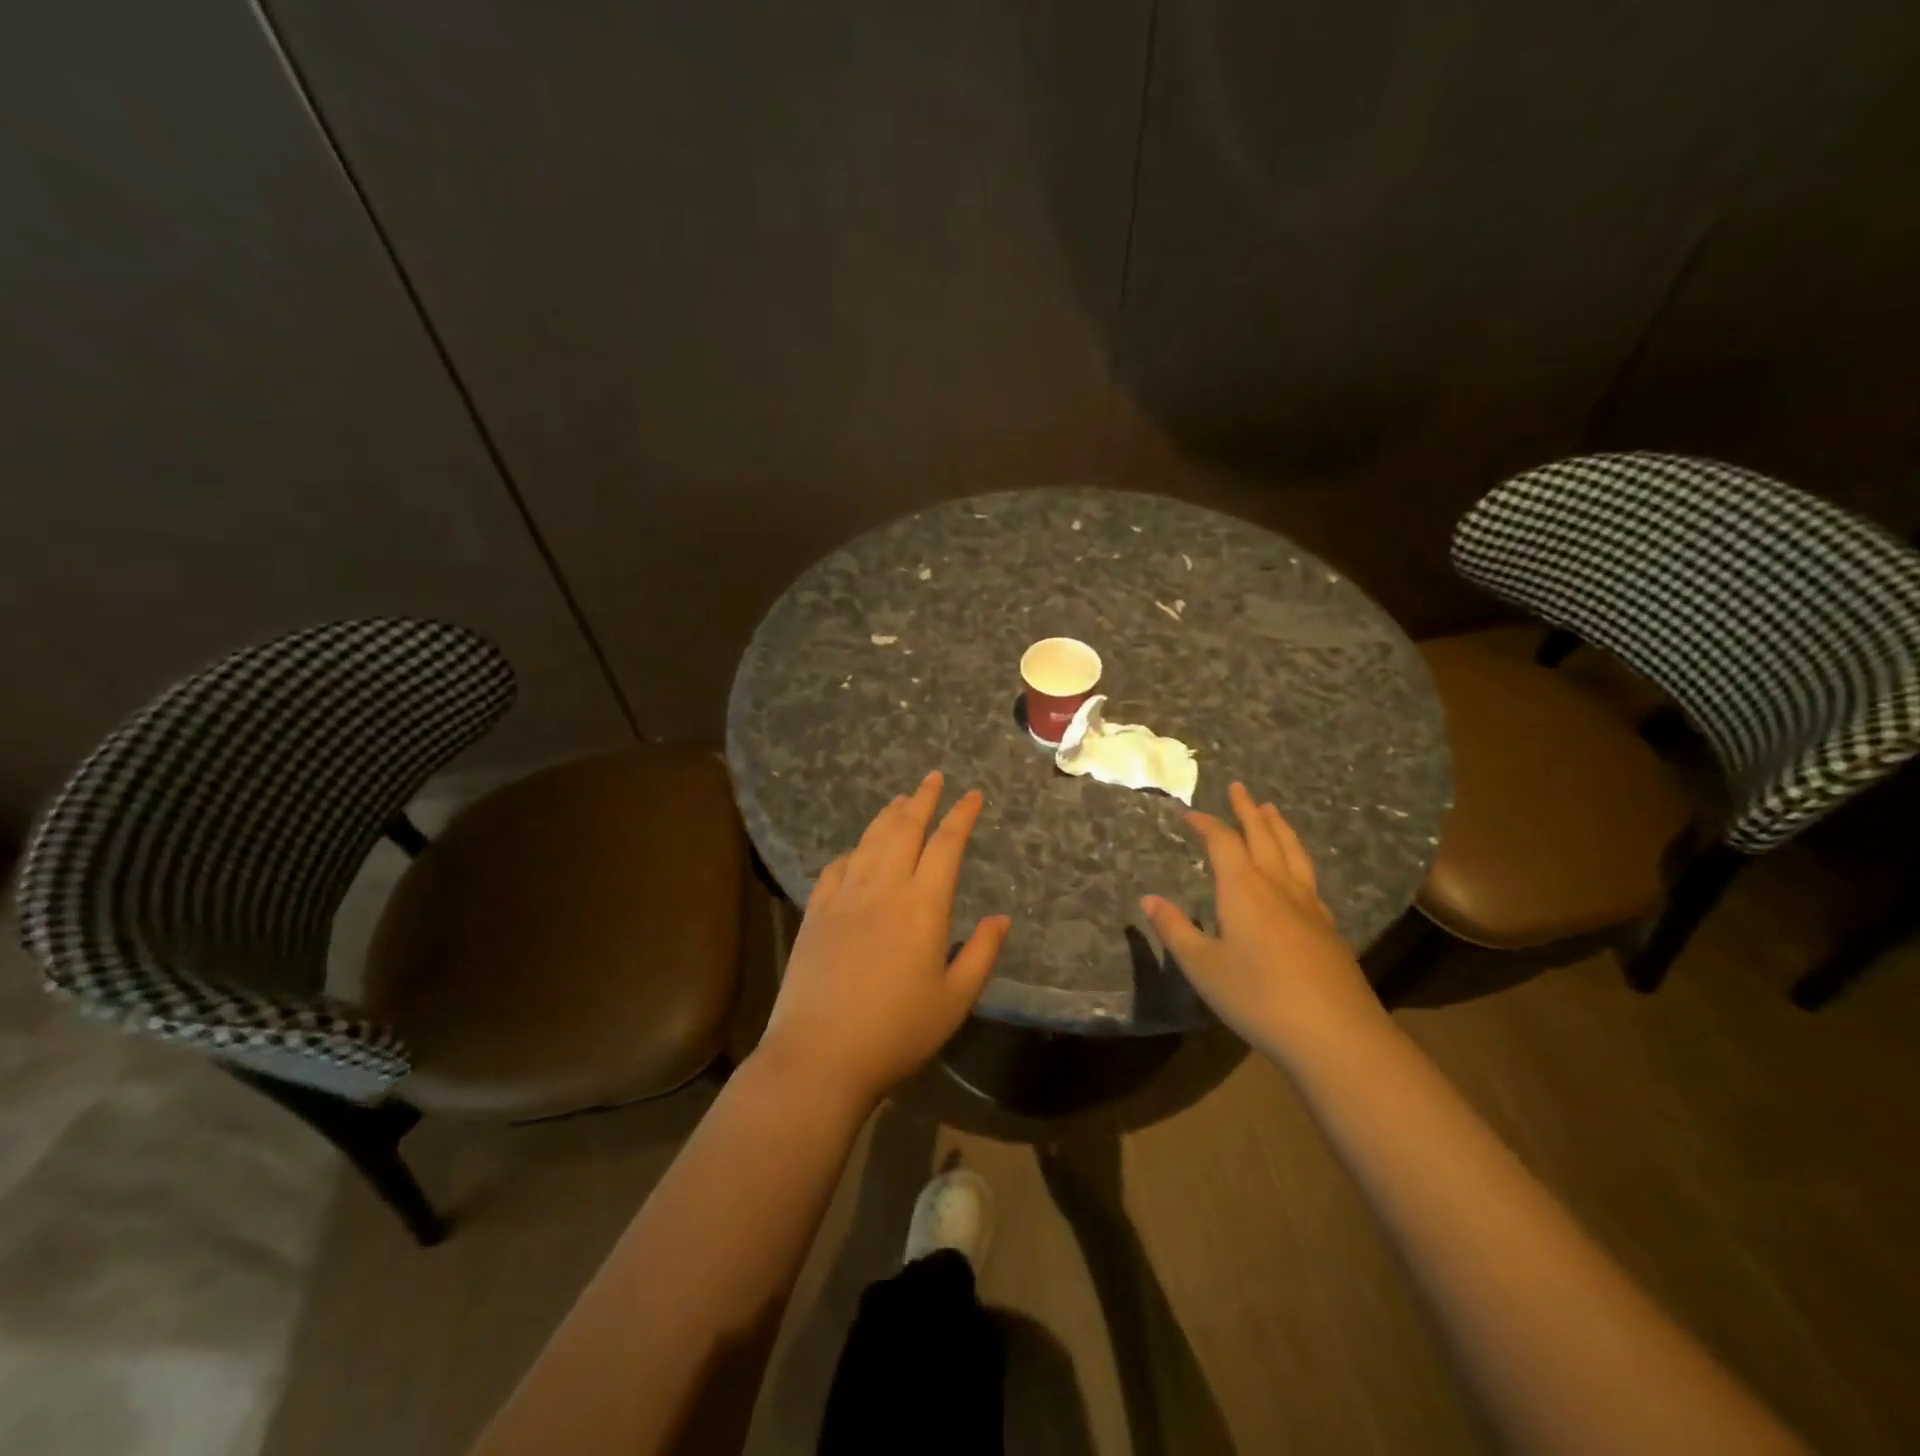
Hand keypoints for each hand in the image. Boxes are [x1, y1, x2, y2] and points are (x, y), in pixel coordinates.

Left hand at [756, 771, 1009, 1111]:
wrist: (818, 1056)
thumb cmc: (897, 1034)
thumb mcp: (954, 1001)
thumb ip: (981, 955)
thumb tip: (1000, 918)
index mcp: (923, 906)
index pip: (946, 845)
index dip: (961, 816)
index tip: (972, 795)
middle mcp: (883, 888)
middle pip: (904, 829)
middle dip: (923, 799)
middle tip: (933, 778)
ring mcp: (844, 898)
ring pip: (870, 841)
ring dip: (888, 816)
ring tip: (901, 800)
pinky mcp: (816, 913)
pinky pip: (837, 868)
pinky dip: (853, 851)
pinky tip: (857, 851)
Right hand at [1142, 781, 1387, 1062]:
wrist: (1335, 1034)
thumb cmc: (1258, 997)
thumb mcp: (1203, 967)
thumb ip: (1175, 930)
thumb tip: (1148, 899)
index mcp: (1244, 889)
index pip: (1223, 842)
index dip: (1206, 824)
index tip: (1189, 813)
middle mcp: (1278, 886)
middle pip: (1264, 836)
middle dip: (1248, 810)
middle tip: (1240, 788)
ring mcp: (1309, 905)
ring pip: (1293, 852)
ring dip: (1278, 827)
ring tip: (1271, 810)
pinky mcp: (1328, 927)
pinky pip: (1308, 875)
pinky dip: (1297, 856)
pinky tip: (1297, 869)